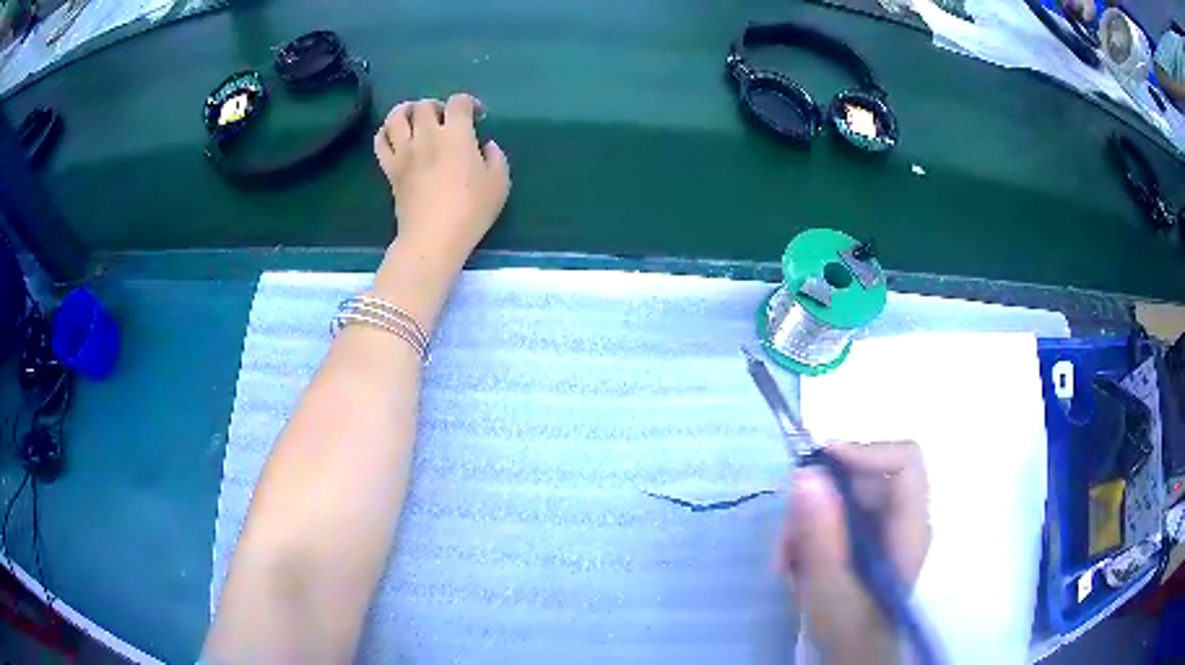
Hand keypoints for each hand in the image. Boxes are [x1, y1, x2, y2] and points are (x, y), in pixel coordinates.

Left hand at [371, 94, 510, 328]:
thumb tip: (486, 145)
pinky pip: (380, 142)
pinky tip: (394, 136)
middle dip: (437, 106)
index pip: (459, 102)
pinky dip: (385, 133)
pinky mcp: (390, 169)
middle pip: (425, 105)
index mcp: (456, 134)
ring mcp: (405, 151)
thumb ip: (496, 157)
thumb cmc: (471, 210)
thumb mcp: (500, 183)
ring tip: (413, 117)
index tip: (477, 117)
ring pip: (396, 116)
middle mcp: (427, 135)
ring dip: (405, 111)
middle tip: (444, 119)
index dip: (469, 103)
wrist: (433, 237)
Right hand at [776, 441, 930, 664]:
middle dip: (818, 503)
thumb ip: (820, 533)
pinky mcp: (866, 542)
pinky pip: (836, 519)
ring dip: (807, 526)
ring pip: (843, 500)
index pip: (905, 461)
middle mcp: (903, 520)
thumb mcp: (828, 587)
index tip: (817, 465)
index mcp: (910, 527)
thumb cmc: (849, 630)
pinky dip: (811, 537)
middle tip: (785, 539)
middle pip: (864, 480)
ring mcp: (884, 531)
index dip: (865, 452)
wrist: (851, 657)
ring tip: (785, 563)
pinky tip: (796, 567)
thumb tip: (806, 473)